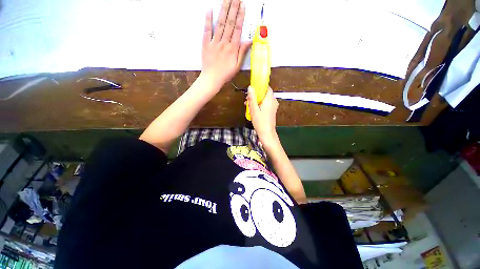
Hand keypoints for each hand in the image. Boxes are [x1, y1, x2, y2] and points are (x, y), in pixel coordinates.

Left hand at [201, 0, 251, 88]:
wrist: (212, 79)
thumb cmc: (226, 74)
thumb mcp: (237, 66)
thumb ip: (242, 52)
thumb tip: (249, 41)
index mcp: (232, 48)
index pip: (237, 29)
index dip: (240, 17)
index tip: (242, 5)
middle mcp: (224, 43)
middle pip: (229, 23)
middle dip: (233, 8)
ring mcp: (214, 42)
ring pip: (220, 24)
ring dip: (223, 10)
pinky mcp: (206, 44)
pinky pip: (207, 30)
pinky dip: (208, 19)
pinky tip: (209, 9)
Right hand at [247, 86, 278, 145]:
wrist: (267, 133)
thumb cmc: (260, 122)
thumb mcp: (254, 110)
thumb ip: (252, 98)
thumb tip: (250, 87)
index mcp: (270, 99)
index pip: (266, 88)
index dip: (259, 87)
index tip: (251, 90)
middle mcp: (273, 101)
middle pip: (264, 94)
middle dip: (256, 95)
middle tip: (247, 100)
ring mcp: (273, 106)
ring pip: (264, 99)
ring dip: (256, 101)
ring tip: (248, 106)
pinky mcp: (272, 111)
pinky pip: (266, 104)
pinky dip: (259, 105)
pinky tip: (253, 110)